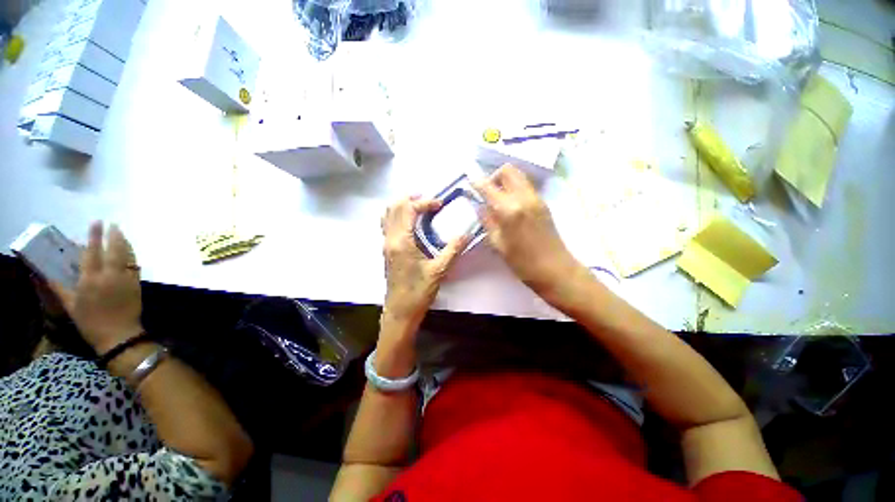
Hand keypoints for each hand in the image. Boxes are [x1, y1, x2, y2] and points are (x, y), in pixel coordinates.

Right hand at [50, 222, 142, 354]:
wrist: (118, 335)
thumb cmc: (90, 322)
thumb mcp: (70, 305)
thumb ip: (59, 288)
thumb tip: (45, 275)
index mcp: (90, 279)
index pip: (92, 251)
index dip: (95, 235)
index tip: (96, 222)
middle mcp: (109, 275)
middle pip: (113, 249)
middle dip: (113, 235)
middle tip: (113, 223)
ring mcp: (125, 279)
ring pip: (126, 255)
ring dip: (124, 242)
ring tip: (121, 233)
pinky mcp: (136, 284)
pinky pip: (134, 265)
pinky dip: (132, 255)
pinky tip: (130, 251)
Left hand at [381, 196, 468, 326]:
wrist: (401, 311)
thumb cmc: (418, 291)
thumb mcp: (439, 270)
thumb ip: (453, 249)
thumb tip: (467, 234)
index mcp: (402, 241)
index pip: (408, 209)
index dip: (424, 202)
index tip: (439, 205)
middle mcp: (390, 239)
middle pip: (394, 207)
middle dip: (410, 198)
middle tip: (428, 199)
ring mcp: (386, 244)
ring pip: (388, 215)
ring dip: (401, 205)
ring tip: (418, 205)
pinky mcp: (387, 250)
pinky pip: (387, 224)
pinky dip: (397, 215)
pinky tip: (410, 222)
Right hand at [474, 165, 582, 299]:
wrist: (556, 269)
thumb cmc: (523, 262)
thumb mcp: (498, 244)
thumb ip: (487, 221)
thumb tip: (480, 206)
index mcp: (510, 210)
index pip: (488, 186)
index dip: (477, 182)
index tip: (470, 183)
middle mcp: (524, 197)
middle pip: (508, 170)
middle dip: (494, 177)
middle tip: (487, 193)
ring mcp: (536, 198)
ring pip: (519, 176)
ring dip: (505, 182)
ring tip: (498, 200)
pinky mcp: (543, 203)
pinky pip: (526, 186)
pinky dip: (515, 189)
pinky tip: (510, 206)